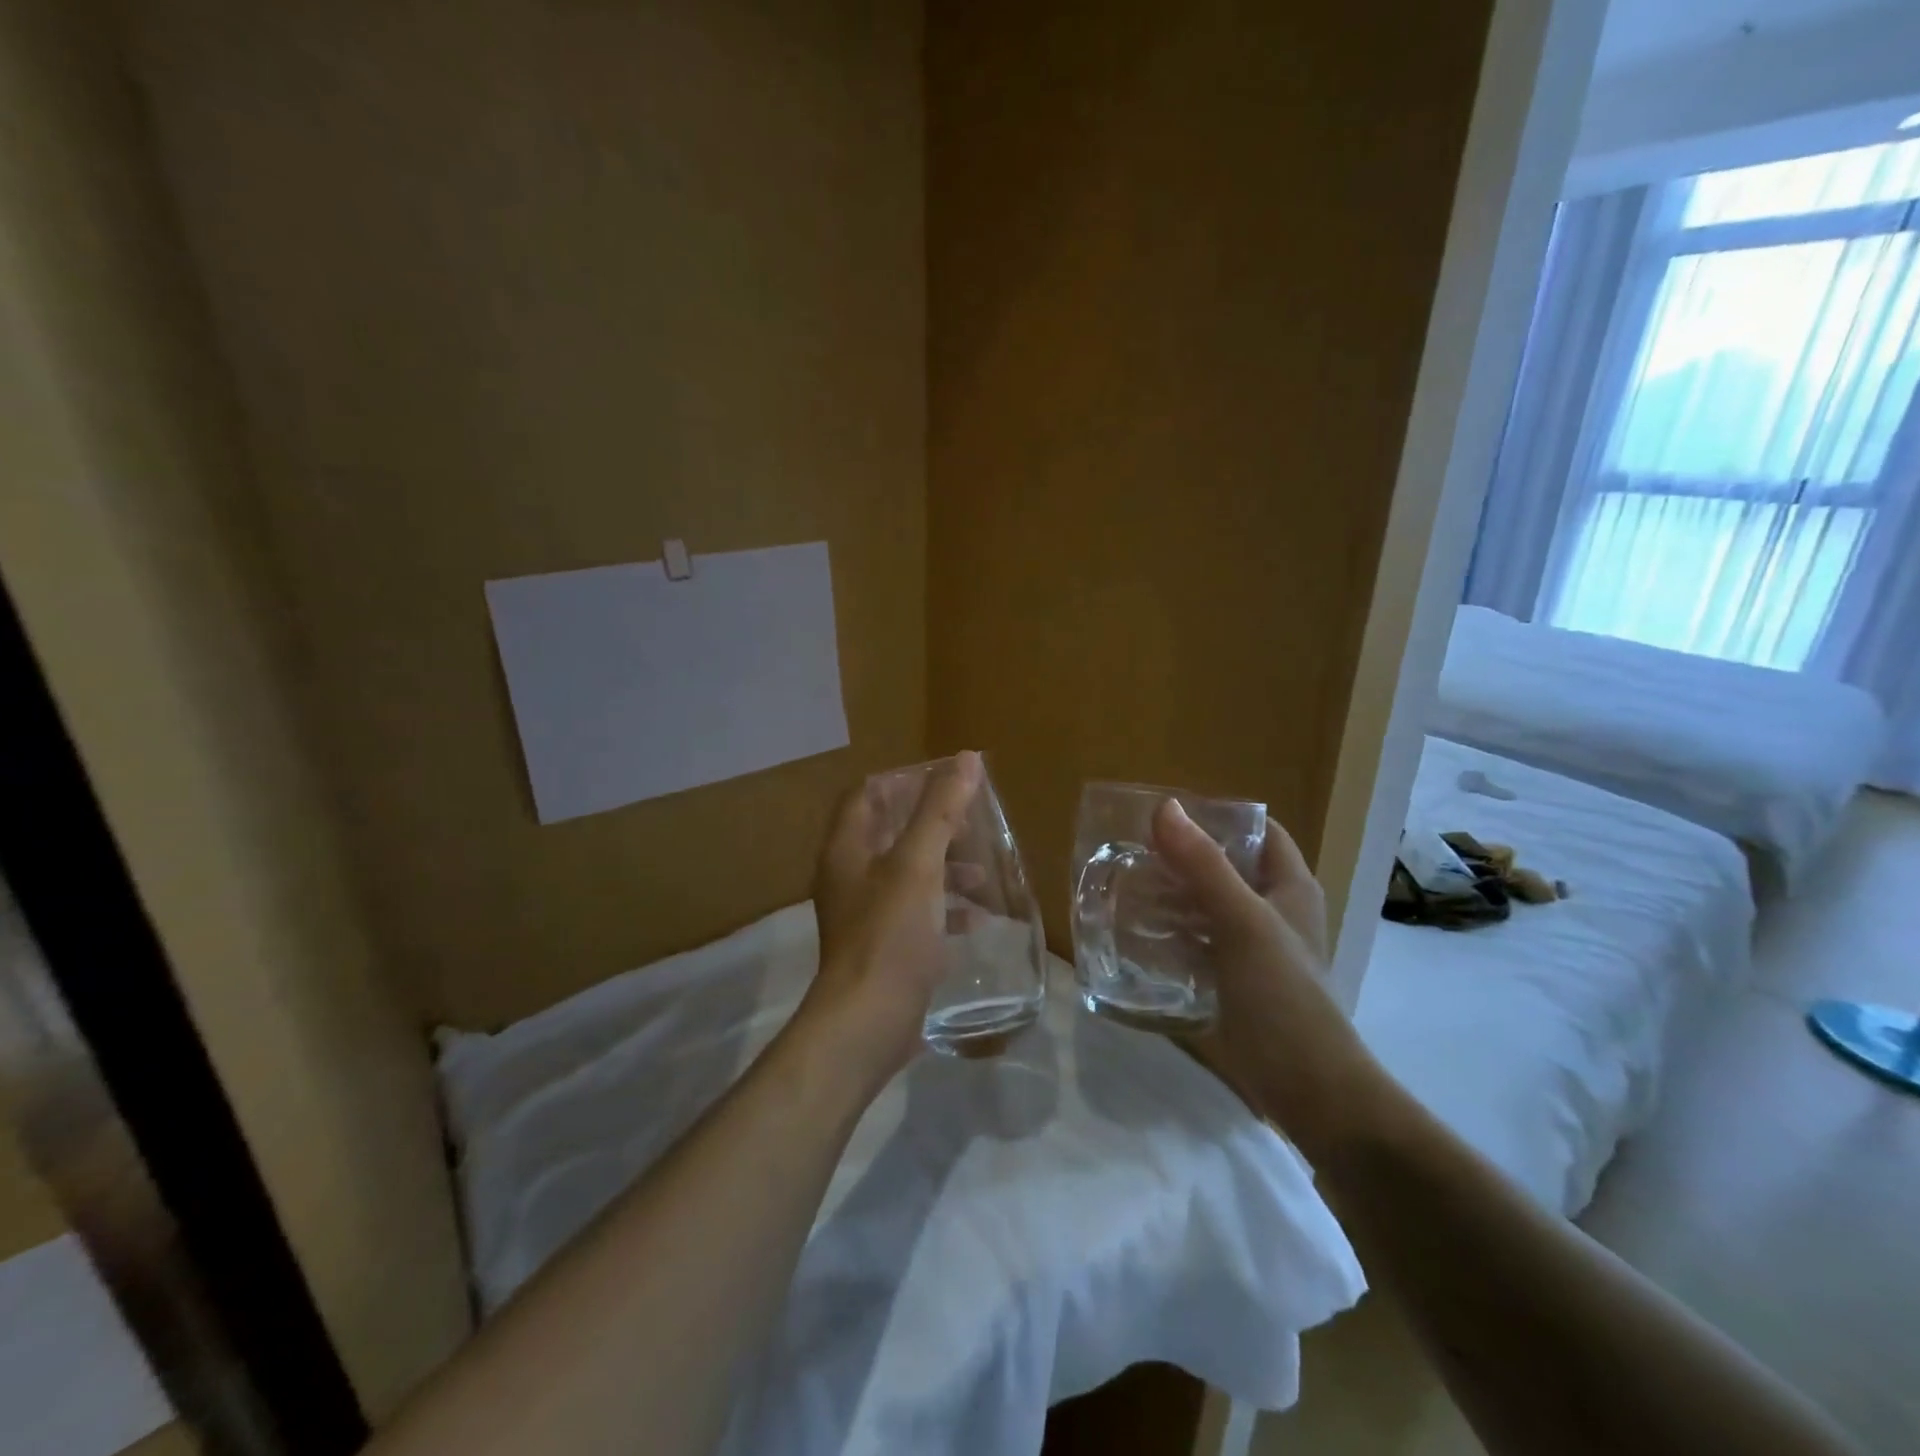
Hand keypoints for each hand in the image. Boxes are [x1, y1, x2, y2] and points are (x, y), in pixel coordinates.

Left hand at [798, 751, 983, 1094]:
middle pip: (889, 834)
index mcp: (847, 849)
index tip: (945, 782)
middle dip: (932, 827)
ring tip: (984, 873)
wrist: (867, 1022)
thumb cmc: (890, 934)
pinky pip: (916, 914)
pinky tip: (978, 919)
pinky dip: (944, 908)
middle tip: (973, 825)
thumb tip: (966, 758)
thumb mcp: (919, 865)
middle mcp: (849, 876)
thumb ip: (940, 810)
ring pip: (907, 875)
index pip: (865, 795)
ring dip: (944, 869)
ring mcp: (864, 914)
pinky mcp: (883, 947)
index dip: (902, 782)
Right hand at [1152, 801, 1385, 1158]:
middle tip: (1131, 851)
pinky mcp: (1233, 981)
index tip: (1167, 815)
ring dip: (1171, 896)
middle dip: (1182, 858)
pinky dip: (1171, 933)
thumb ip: (1204, 865)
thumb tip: (1164, 808)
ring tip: (1124, 886)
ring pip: (1207, 906)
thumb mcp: (1242, 921)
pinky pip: (1197, 943)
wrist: (1307, 1088)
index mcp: (1290, 887)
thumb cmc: (1283, 994)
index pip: (1259, 832)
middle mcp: (1274, 911)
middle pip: (1226, 867)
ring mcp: (1253, 949)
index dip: (1219, 817)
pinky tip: (1135, 932)